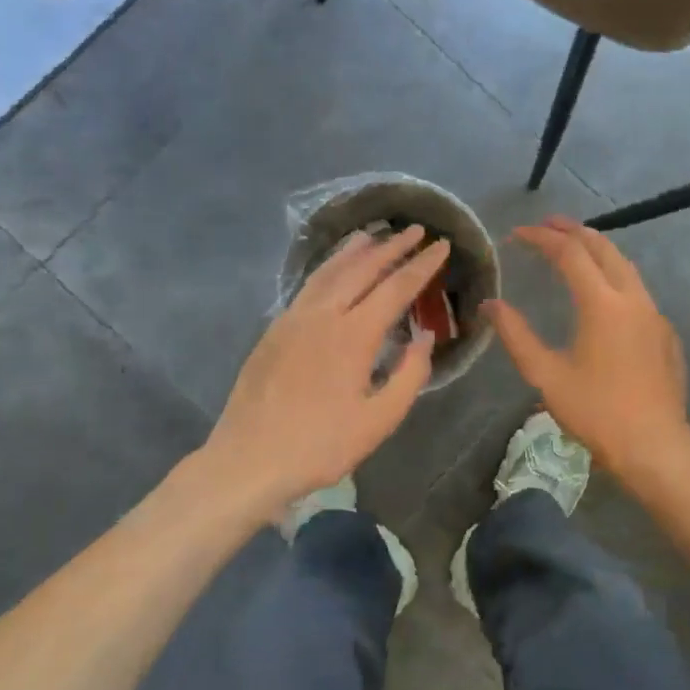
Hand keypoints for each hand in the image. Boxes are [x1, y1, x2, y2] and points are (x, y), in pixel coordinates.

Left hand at [207, 226, 447, 514]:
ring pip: (330, 270)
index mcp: (354, 335)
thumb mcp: (379, 420)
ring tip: (376, 234)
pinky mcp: (275, 328)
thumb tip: (424, 336)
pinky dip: (329, 266)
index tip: (441, 245)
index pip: (396, 287)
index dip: (422, 265)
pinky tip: (334, 268)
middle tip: (416, 229)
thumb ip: (409, 374)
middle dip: (393, 246)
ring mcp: (294, 318)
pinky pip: (309, 284)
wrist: (249, 459)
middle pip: (363, 268)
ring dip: (357, 250)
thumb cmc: (321, 445)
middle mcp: (323, 315)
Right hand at [484, 218, 689, 474]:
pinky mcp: (666, 333)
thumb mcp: (546, 376)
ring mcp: (654, 314)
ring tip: (574, 247)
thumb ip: (516, 335)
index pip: (569, 253)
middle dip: (573, 231)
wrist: (656, 447)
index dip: (541, 238)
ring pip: (625, 266)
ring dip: (598, 249)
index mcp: (602, 304)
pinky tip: (603, 294)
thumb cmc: (597, 413)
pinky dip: (615, 276)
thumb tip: (491, 305)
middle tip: (547, 224)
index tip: (516, 234)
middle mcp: (633, 298)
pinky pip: (638, 290)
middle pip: (603, 248)